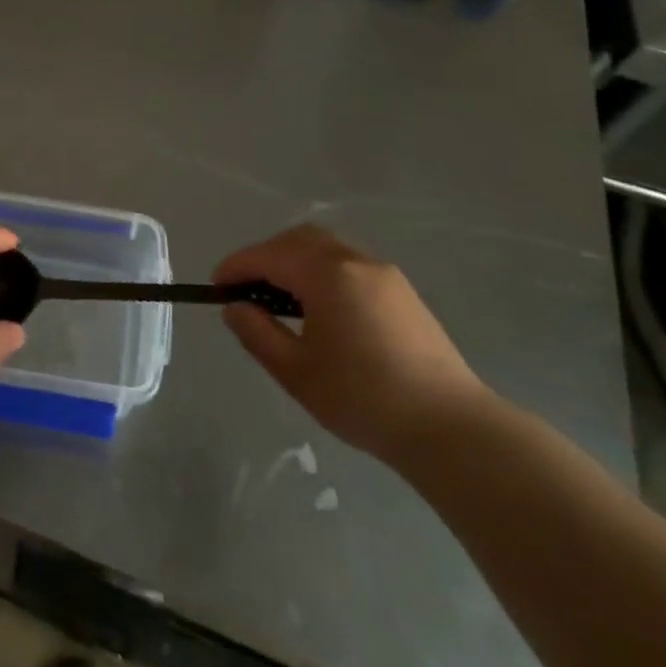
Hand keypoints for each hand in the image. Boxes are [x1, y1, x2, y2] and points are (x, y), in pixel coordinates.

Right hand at [217, 225, 488, 465]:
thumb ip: (258, 334)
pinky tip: (319, 307)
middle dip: (266, 255)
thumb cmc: (363, 399)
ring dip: (295, 261)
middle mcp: (355, 261)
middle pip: (298, 239)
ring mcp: (383, 274)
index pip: (269, 256)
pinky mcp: (402, 291)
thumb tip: (234, 308)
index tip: (215, 286)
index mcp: (327, 275)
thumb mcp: (296, 372)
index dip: (237, 266)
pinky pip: (349, 263)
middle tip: (246, 288)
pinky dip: (321, 271)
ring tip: (279, 299)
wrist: (449, 427)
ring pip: (326, 247)